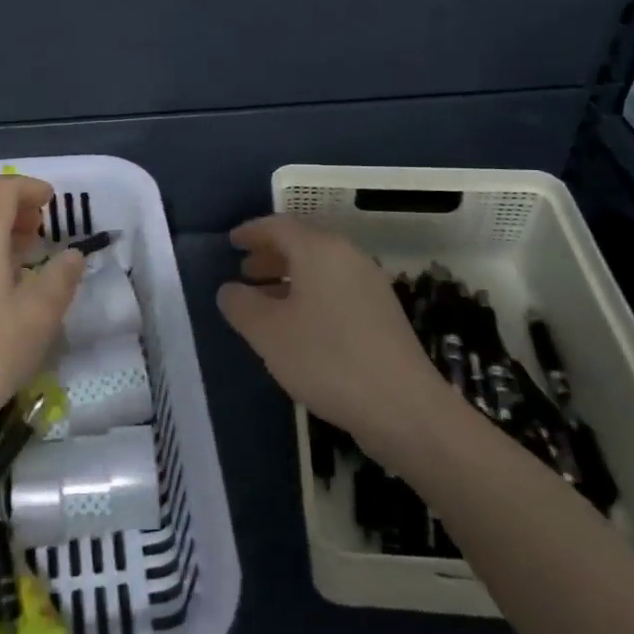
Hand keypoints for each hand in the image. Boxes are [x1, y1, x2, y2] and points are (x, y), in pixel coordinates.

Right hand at [217, 215, 448, 459]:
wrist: (403, 407)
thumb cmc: (326, 359)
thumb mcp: (268, 333)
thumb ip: (240, 305)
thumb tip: (230, 289)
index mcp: (319, 250)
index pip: (278, 226)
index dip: (251, 231)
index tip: (231, 242)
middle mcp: (348, 257)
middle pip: (302, 243)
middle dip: (270, 255)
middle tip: (244, 272)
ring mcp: (370, 285)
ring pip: (320, 268)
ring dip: (289, 277)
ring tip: (264, 300)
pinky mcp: (382, 313)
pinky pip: (336, 288)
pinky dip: (310, 294)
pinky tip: (298, 325)